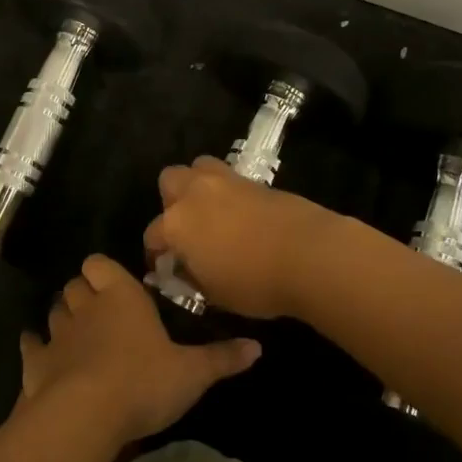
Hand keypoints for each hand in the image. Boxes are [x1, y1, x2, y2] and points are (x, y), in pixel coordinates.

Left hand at [19, 255, 261, 444]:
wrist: (85, 415)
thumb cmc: (143, 382)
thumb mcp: (192, 373)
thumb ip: (222, 358)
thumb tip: (258, 347)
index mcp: (121, 296)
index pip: (101, 264)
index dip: (103, 271)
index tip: (114, 285)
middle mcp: (86, 306)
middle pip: (75, 285)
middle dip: (83, 293)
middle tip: (99, 312)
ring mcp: (57, 334)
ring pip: (54, 311)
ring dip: (62, 318)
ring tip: (75, 334)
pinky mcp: (36, 363)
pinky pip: (30, 345)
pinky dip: (34, 347)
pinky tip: (40, 355)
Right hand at [142, 157, 341, 318]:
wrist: (309, 254)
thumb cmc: (255, 282)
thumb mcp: (214, 294)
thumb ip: (192, 277)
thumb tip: (184, 269)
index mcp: (176, 224)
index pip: (152, 235)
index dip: (155, 253)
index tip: (164, 267)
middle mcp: (194, 193)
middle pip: (170, 181)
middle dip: (171, 201)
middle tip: (186, 228)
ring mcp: (226, 181)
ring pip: (199, 167)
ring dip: (198, 185)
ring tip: (211, 211)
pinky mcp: (254, 179)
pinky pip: (229, 178)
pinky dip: (228, 192)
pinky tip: (240, 214)